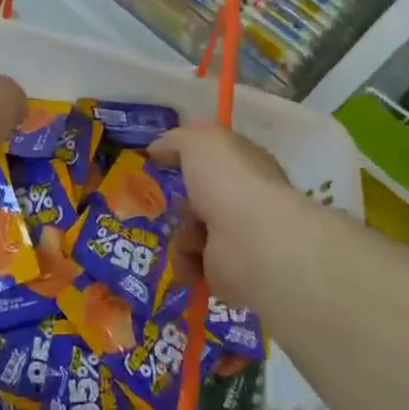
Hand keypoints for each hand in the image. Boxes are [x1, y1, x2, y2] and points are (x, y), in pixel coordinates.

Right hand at [151, 123, 304, 313]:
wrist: (252, 242)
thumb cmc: (227, 180)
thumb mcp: (197, 141)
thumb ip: (175, 139)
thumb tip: (156, 148)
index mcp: (245, 163)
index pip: (215, 156)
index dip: (188, 155)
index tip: (158, 159)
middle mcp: (246, 198)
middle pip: (201, 196)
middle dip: (179, 200)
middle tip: (159, 202)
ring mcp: (239, 236)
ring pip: (192, 231)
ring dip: (181, 233)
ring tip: (187, 235)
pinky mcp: (228, 270)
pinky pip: (193, 262)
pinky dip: (186, 260)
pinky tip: (191, 258)